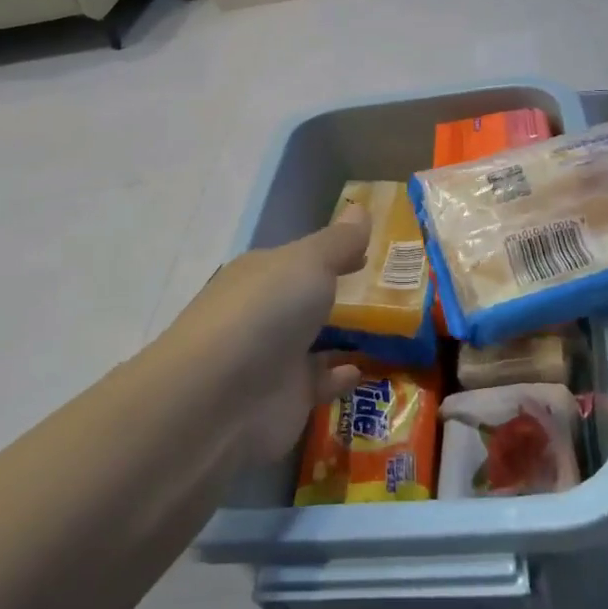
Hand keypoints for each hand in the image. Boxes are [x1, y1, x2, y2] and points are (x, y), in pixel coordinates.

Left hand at [167, 208, 371, 461]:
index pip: (302, 256)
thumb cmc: (264, 313)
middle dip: (338, 293)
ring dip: (343, 334)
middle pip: (306, 297)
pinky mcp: (284, 399)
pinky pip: (319, 383)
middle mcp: (265, 311)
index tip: (370, 251)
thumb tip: (360, 208)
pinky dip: (339, 376)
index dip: (335, 251)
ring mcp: (273, 357)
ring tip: (390, 329)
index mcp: (263, 272)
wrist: (217, 400)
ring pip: (314, 340)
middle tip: (390, 290)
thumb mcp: (308, 263)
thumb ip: (339, 242)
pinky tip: (364, 370)